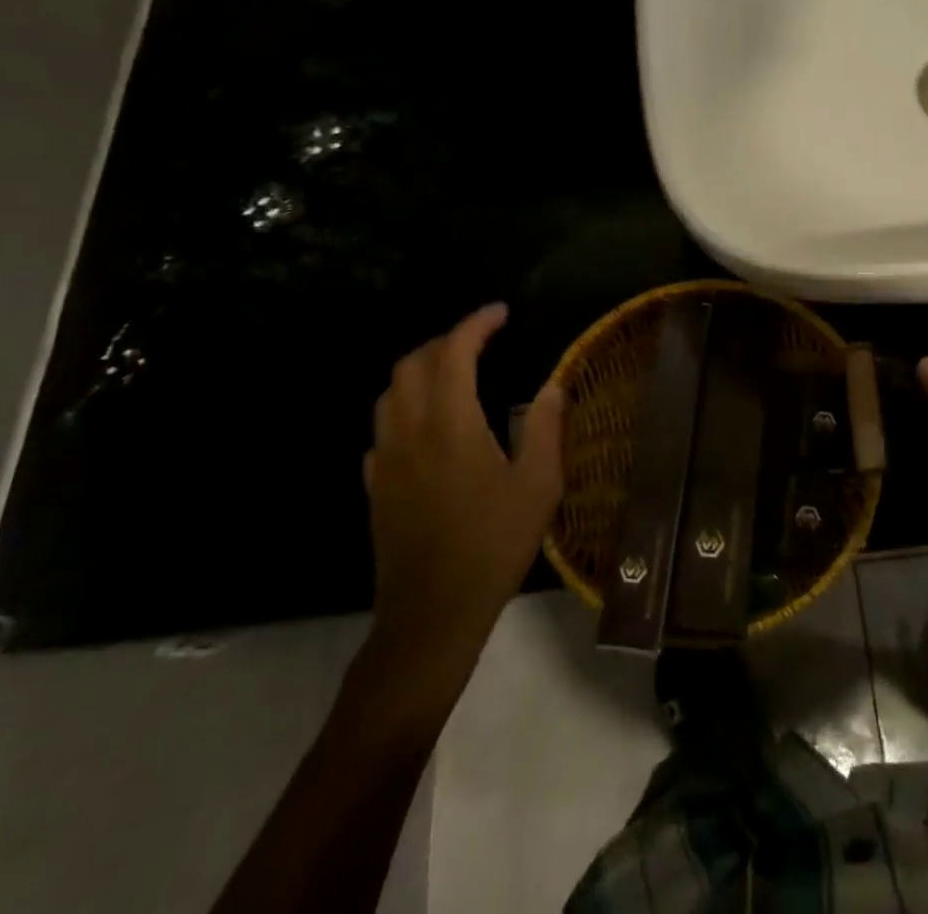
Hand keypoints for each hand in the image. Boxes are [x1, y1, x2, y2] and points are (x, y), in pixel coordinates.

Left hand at [361, 303, 563, 690]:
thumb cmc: (493, 545)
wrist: (432, 613)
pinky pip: (383, 429)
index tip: (501, 313)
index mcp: (451, 424)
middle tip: (479, 340)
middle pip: (412, 364)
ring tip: (452, 373)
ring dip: (419, 370)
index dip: (476, 324)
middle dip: (445, 341)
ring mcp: (386, 459)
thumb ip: (544, 427)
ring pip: (390, 393)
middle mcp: (410, 431)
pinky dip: (404, 408)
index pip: (454, 353)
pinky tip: (427, 426)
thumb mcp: (538, 486)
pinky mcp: (375, 486)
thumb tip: (552, 386)